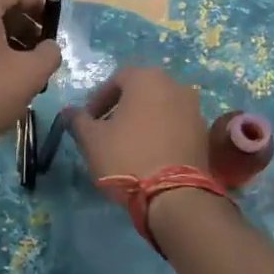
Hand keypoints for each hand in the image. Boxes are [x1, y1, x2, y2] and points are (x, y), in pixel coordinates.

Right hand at [67, 66, 209, 185]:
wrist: (175, 195)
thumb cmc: (127, 157)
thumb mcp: (92, 140)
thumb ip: (78, 121)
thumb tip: (69, 112)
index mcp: (147, 79)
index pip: (117, 78)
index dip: (99, 99)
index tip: (88, 120)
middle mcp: (175, 85)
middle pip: (141, 91)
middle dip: (121, 108)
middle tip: (106, 130)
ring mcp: (194, 109)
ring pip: (160, 107)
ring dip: (142, 120)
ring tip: (127, 145)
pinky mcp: (203, 133)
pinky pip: (176, 125)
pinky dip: (161, 133)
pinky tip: (150, 155)